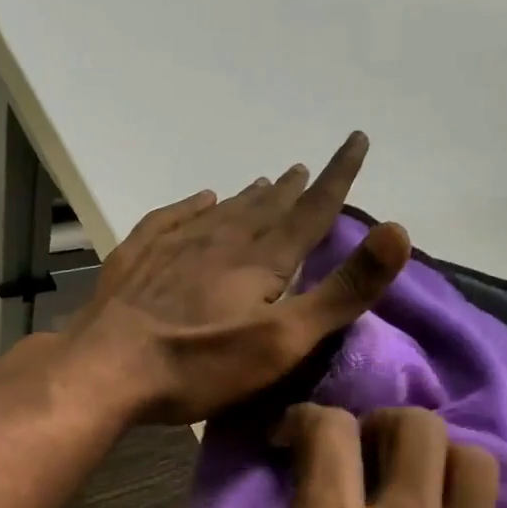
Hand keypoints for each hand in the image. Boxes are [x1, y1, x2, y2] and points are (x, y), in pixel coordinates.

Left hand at [65, 132, 410, 424]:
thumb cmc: (201, 364)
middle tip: (306, 168)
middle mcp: (221, 241)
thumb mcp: (284, 341)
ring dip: (249, 196)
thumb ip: (342, 291)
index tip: (356, 140)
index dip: (338, 176)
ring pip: (223, 211)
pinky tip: (199, 200)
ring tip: (265, 182)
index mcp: (262, 261)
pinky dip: (192, 206)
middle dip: (292, 189)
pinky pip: (173, 218)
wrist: (107, 368)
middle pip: (266, 209)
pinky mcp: (138, 259)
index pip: (311, 211)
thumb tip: (399, 231)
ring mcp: (175, 246)